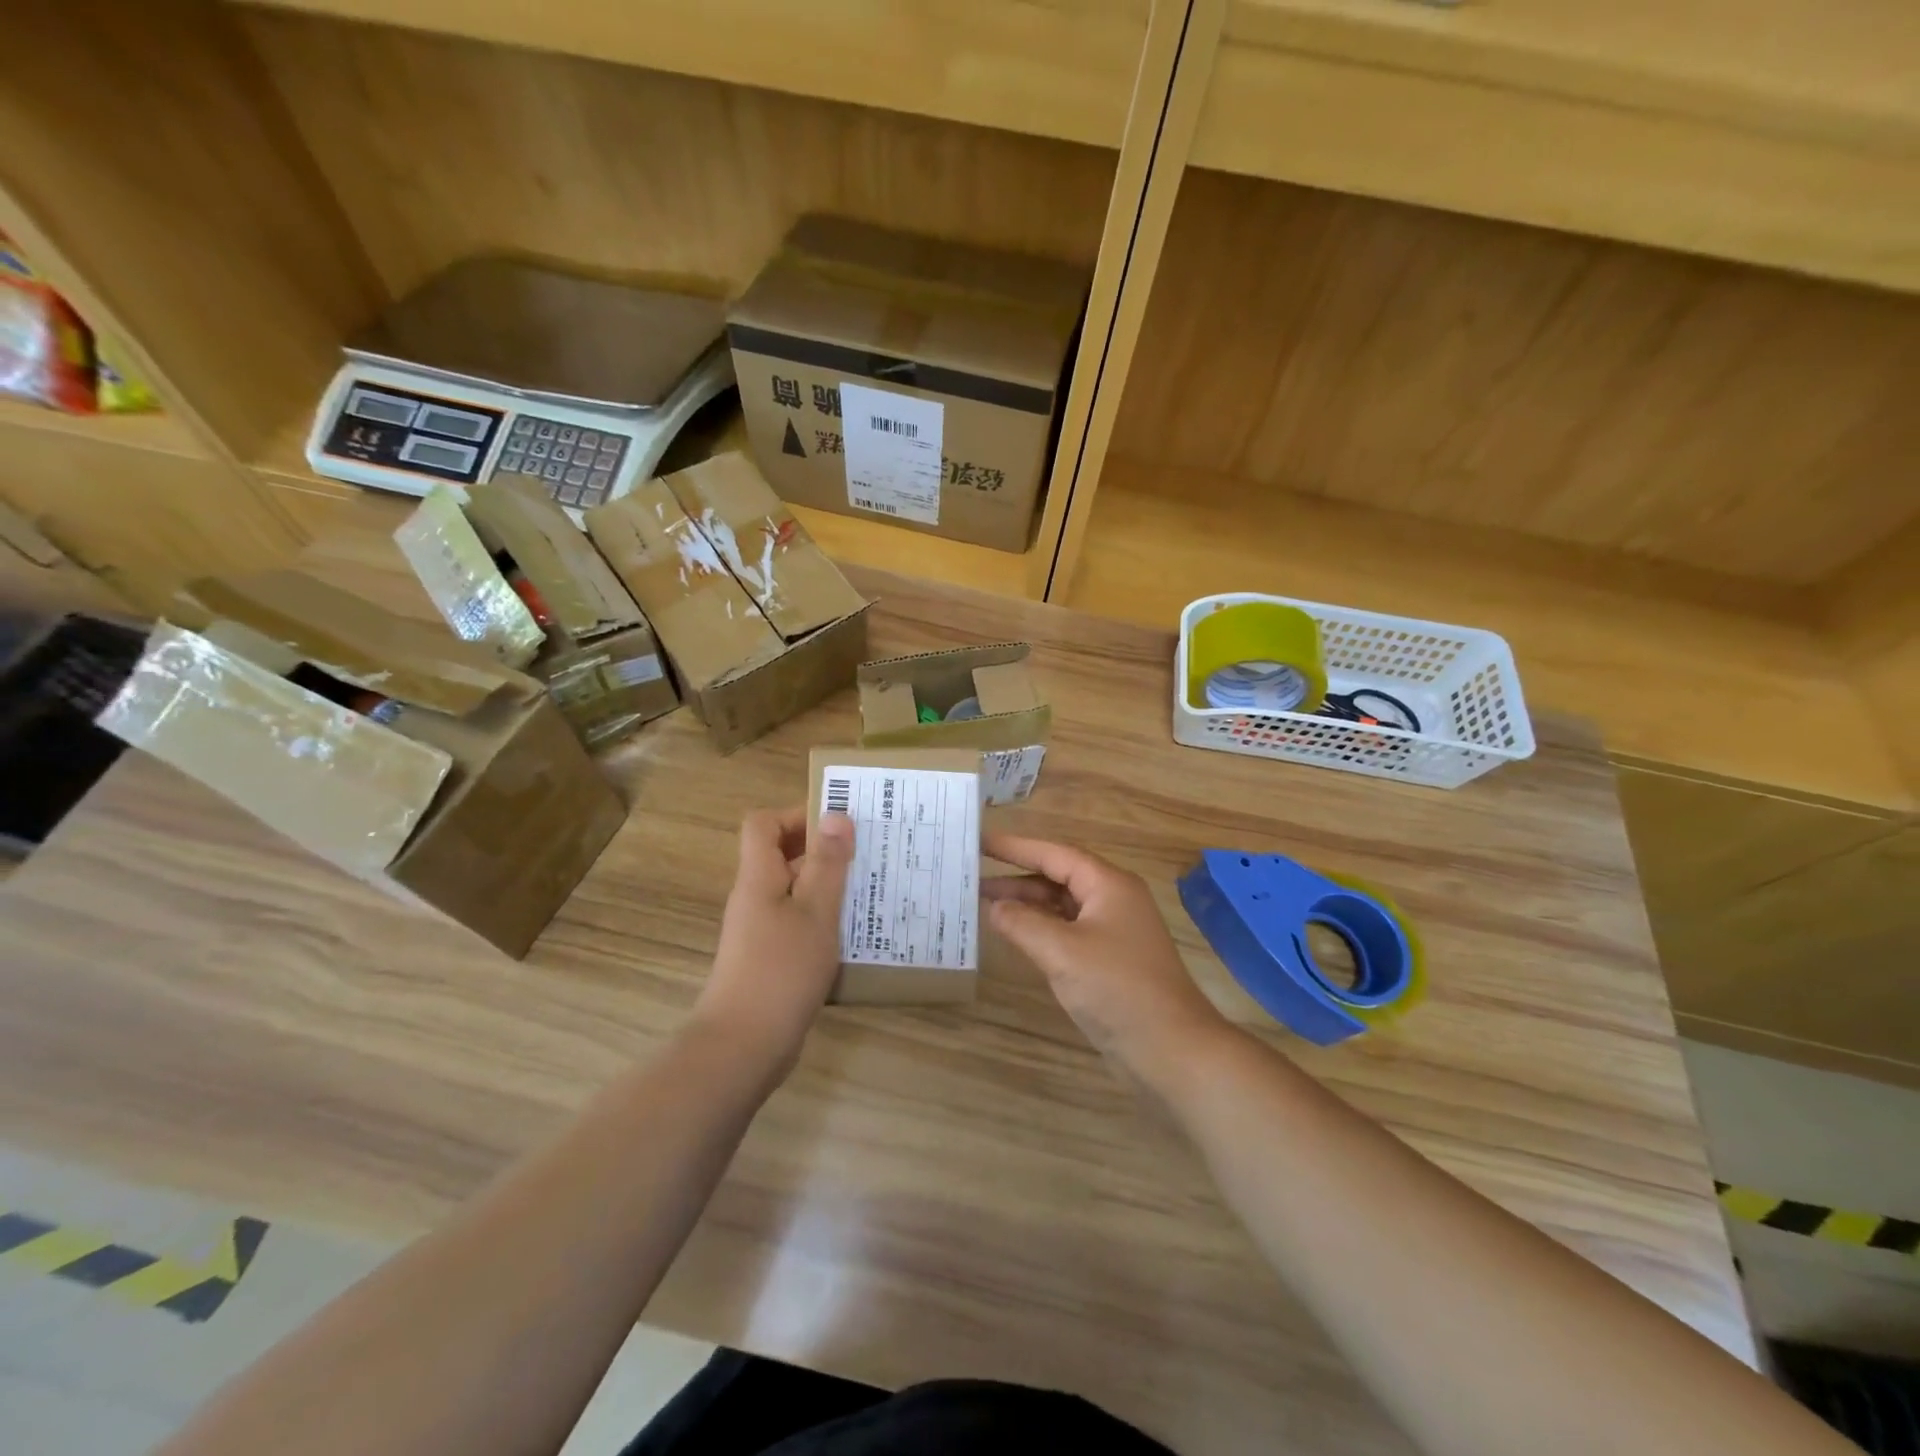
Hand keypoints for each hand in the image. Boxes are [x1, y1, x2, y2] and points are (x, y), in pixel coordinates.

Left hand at [695, 805, 854, 1075]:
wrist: (743, 1047)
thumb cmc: (781, 970)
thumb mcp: (815, 912)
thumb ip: (827, 864)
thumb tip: (836, 814)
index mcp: (758, 878)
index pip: (764, 824)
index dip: (797, 814)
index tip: (839, 822)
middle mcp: (755, 898)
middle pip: (782, 855)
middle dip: (824, 849)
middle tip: (868, 852)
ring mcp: (761, 931)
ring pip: (795, 892)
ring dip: (828, 885)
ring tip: (872, 889)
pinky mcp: (771, 959)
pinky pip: (799, 923)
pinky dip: (824, 919)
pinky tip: (856, 932)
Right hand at [983, 833, 1233, 1086]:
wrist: (1172, 1050)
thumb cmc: (1118, 990)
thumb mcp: (1062, 952)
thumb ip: (1023, 923)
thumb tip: (994, 906)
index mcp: (1109, 885)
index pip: (1055, 854)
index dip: (1016, 847)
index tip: (981, 842)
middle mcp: (1113, 900)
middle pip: (1059, 878)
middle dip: (1017, 878)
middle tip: (973, 879)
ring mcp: (1114, 932)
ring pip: (1063, 907)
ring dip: (1028, 906)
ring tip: (985, 907)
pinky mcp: (1110, 961)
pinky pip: (1069, 932)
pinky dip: (1041, 930)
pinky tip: (1016, 937)